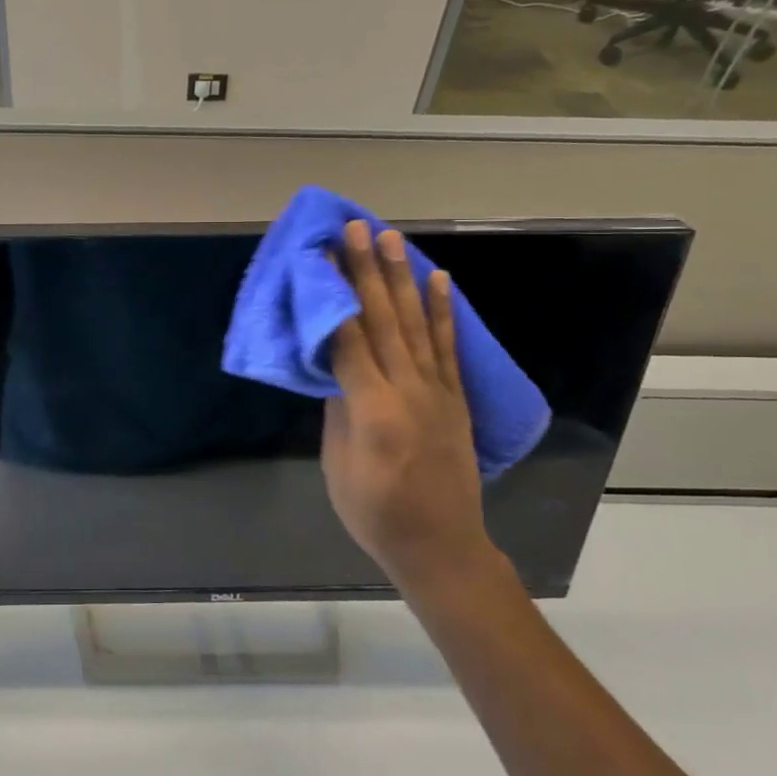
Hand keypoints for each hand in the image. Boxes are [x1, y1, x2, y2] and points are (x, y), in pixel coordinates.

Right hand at [320, 221, 494, 593]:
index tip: (321, 256)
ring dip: (400, 278)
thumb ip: (338, 408)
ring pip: (414, 323)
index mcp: (372, 409)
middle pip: (382, 320)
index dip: (332, 295)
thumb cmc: (374, 512)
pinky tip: (438, 280)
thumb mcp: (338, 464)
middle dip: (365, 270)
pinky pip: (447, 346)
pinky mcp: (455, 397)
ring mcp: (437, 391)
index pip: (347, 338)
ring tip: (391, 239)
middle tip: (355, 229)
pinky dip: (442, 310)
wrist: (440, 546)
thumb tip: (335, 364)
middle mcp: (407, 389)